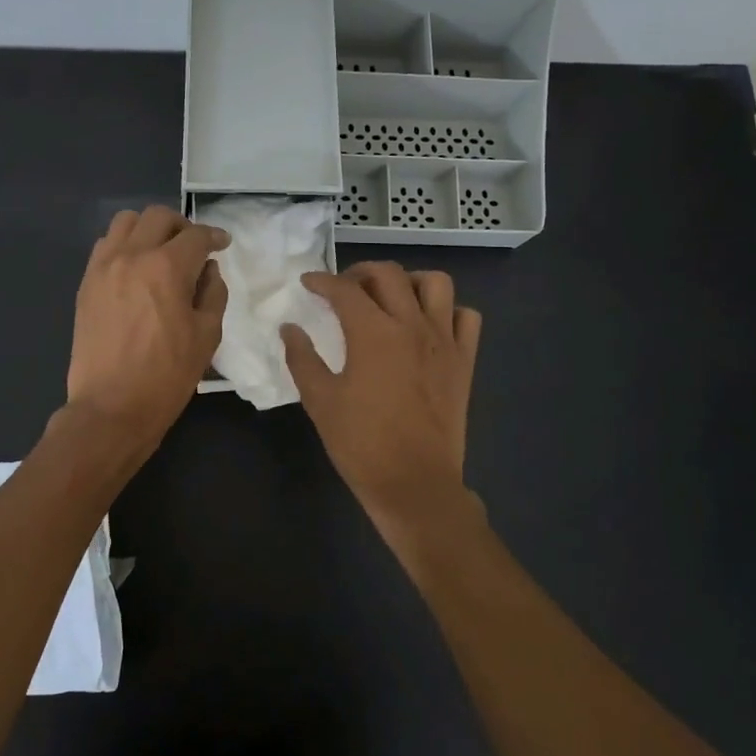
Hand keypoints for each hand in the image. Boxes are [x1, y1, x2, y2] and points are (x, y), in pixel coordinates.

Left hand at [66, 206, 228, 454]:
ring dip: (149, 229)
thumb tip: (208, 270)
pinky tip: (135, 269)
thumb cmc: (167, 376)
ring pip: (126, 222)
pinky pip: (105, 246)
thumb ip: (213, 293)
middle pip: (158, 217)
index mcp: (167, 268)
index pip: (196, 236)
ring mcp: (103, 267)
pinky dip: (124, 246)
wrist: (111, 407)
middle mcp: (132, 256)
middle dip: (182, 226)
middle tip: (193, 247)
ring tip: (160, 252)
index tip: (222, 244)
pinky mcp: (86, 283)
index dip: (215, 236)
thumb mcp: (207, 336)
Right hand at [282, 262, 481, 537]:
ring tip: (391, 298)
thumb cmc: (361, 443)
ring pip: (436, 284)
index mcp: (373, 333)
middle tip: (344, 288)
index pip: (344, 290)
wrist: (414, 483)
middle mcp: (412, 325)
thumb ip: (302, 358)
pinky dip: (448, 311)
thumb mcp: (320, 400)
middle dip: (361, 272)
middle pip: (389, 275)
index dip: (322, 281)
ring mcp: (444, 341)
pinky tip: (428, 326)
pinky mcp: (464, 361)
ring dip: (409, 281)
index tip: (308, 283)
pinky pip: (466, 317)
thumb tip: (289, 328)